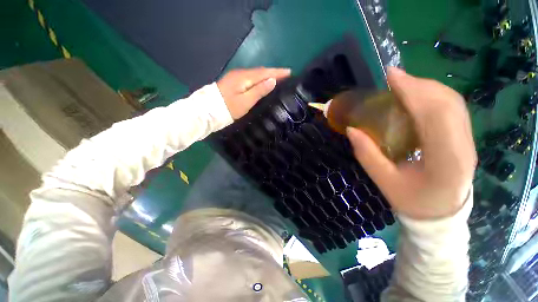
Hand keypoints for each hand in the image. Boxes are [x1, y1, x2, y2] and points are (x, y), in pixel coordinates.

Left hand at [217, 67, 290, 119]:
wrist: (207, 111)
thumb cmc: (228, 108)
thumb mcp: (246, 101)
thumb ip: (259, 90)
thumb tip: (272, 80)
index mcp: (245, 77)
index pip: (265, 72)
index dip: (278, 72)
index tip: (290, 72)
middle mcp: (241, 74)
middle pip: (261, 71)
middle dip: (274, 72)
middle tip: (286, 76)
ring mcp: (236, 77)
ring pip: (256, 74)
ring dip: (267, 75)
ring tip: (278, 79)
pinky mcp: (234, 82)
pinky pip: (251, 78)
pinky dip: (260, 79)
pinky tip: (263, 83)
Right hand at [347, 67, 476, 219]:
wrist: (440, 213)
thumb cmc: (412, 201)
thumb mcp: (384, 181)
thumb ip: (367, 154)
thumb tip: (352, 129)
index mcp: (446, 161)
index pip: (435, 116)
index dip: (414, 91)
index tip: (392, 76)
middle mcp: (464, 146)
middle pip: (448, 103)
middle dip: (419, 84)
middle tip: (393, 78)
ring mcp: (468, 141)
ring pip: (453, 102)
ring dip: (426, 88)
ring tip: (402, 84)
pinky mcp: (465, 137)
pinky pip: (453, 108)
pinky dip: (433, 96)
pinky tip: (416, 96)